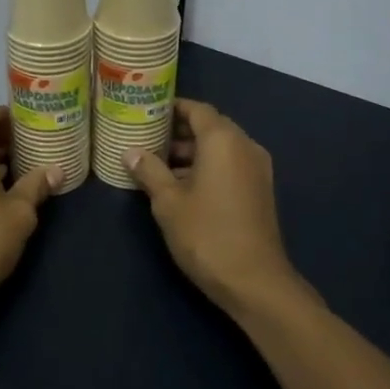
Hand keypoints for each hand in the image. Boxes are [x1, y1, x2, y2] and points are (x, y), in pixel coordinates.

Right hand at [126, 99, 303, 317]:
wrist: (254, 280)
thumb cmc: (206, 234)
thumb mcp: (168, 202)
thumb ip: (149, 171)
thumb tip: (130, 152)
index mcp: (223, 140)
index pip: (197, 109)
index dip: (171, 108)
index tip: (146, 112)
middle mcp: (245, 146)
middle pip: (210, 126)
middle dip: (178, 131)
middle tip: (146, 138)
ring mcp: (256, 168)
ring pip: (220, 148)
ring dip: (191, 152)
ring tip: (156, 164)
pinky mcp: (259, 190)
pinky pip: (230, 165)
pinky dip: (207, 167)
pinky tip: (180, 185)